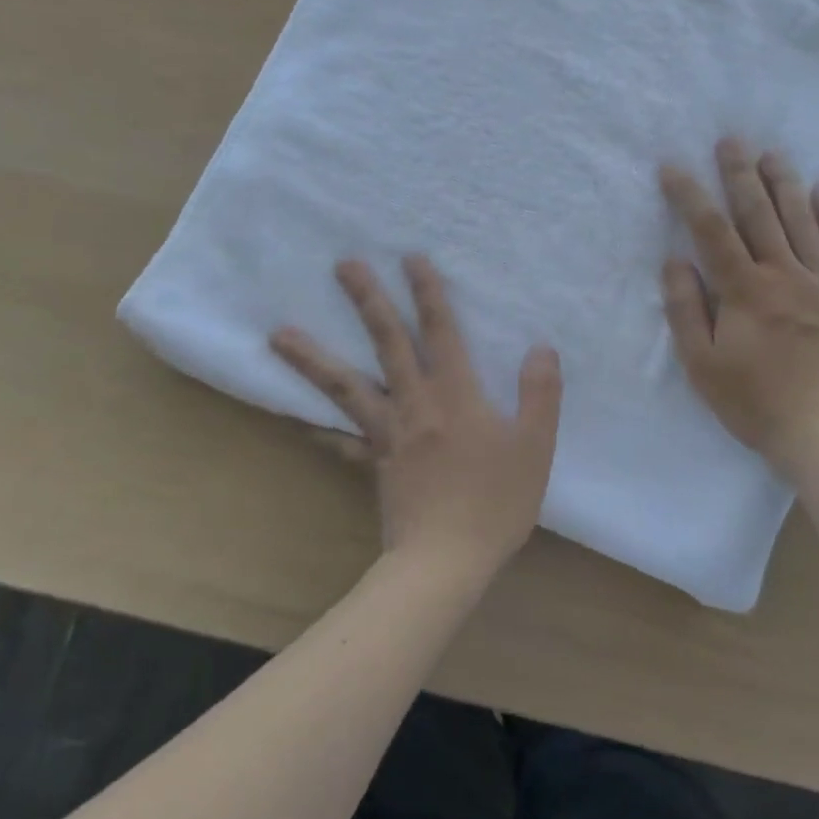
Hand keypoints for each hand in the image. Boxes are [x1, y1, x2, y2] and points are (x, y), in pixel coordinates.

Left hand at [270, 255, 562, 582]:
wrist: (445, 562)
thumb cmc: (495, 503)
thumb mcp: (535, 447)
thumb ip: (540, 394)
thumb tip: (541, 348)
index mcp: (456, 395)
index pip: (441, 332)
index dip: (428, 292)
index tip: (410, 257)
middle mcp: (415, 404)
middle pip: (387, 343)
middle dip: (368, 301)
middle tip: (343, 265)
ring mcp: (386, 434)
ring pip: (345, 386)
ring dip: (313, 358)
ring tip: (278, 334)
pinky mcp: (372, 463)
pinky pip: (339, 441)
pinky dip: (317, 428)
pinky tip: (297, 419)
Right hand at [660, 139, 818, 470]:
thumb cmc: (757, 403)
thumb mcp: (703, 365)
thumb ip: (686, 310)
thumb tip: (674, 261)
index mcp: (744, 290)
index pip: (711, 230)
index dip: (689, 195)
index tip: (672, 166)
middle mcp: (784, 273)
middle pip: (758, 213)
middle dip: (740, 174)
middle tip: (731, 140)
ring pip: (801, 220)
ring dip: (784, 183)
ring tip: (772, 153)